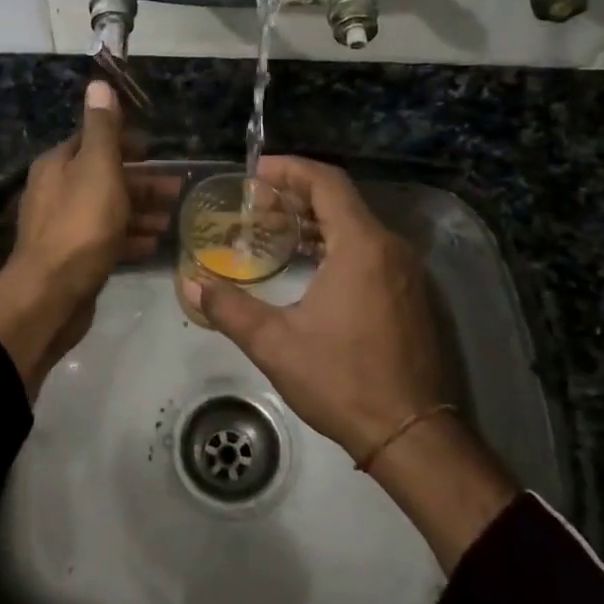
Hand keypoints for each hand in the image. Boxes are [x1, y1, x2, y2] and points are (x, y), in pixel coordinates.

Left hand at [0, 82, 170, 395]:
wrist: (51, 295)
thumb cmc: (80, 224)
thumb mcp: (96, 167)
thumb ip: (102, 128)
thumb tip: (99, 83)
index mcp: (59, 165)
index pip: (94, 141)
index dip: (126, 142)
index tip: (157, 150)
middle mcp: (57, 191)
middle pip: (105, 177)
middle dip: (142, 180)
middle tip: (179, 188)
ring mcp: (65, 227)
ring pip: (109, 210)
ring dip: (141, 210)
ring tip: (174, 217)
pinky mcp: (75, 258)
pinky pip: (107, 239)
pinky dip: (130, 237)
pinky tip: (155, 243)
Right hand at [183, 156, 515, 571]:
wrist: (410, 433)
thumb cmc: (342, 381)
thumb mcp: (276, 344)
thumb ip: (231, 309)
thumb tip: (192, 286)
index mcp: (362, 247)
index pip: (327, 183)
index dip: (289, 170)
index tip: (255, 172)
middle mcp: (390, 248)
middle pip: (342, 200)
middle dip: (297, 195)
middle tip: (255, 202)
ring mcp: (406, 271)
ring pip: (358, 225)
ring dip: (316, 220)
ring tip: (274, 227)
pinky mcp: (410, 293)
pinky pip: (371, 249)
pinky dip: (336, 242)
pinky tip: (309, 262)